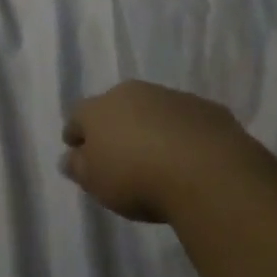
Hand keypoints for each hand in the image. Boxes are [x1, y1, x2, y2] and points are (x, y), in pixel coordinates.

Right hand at [60, 80, 261, 222]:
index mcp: (99, 108)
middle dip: (114, 126)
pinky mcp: (207, 108)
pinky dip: (183, 134)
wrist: (206, 171)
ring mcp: (171, 97)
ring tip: (157, 157)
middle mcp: (132, 93)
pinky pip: (186, 120)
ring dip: (150, 128)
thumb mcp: (97, 183)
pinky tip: (190, 158)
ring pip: (152, 110)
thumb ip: (79, 167)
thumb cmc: (137, 178)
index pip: (78, 116)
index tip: (77, 150)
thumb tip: (70, 157)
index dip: (76, 133)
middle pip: (116, 107)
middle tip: (119, 154)